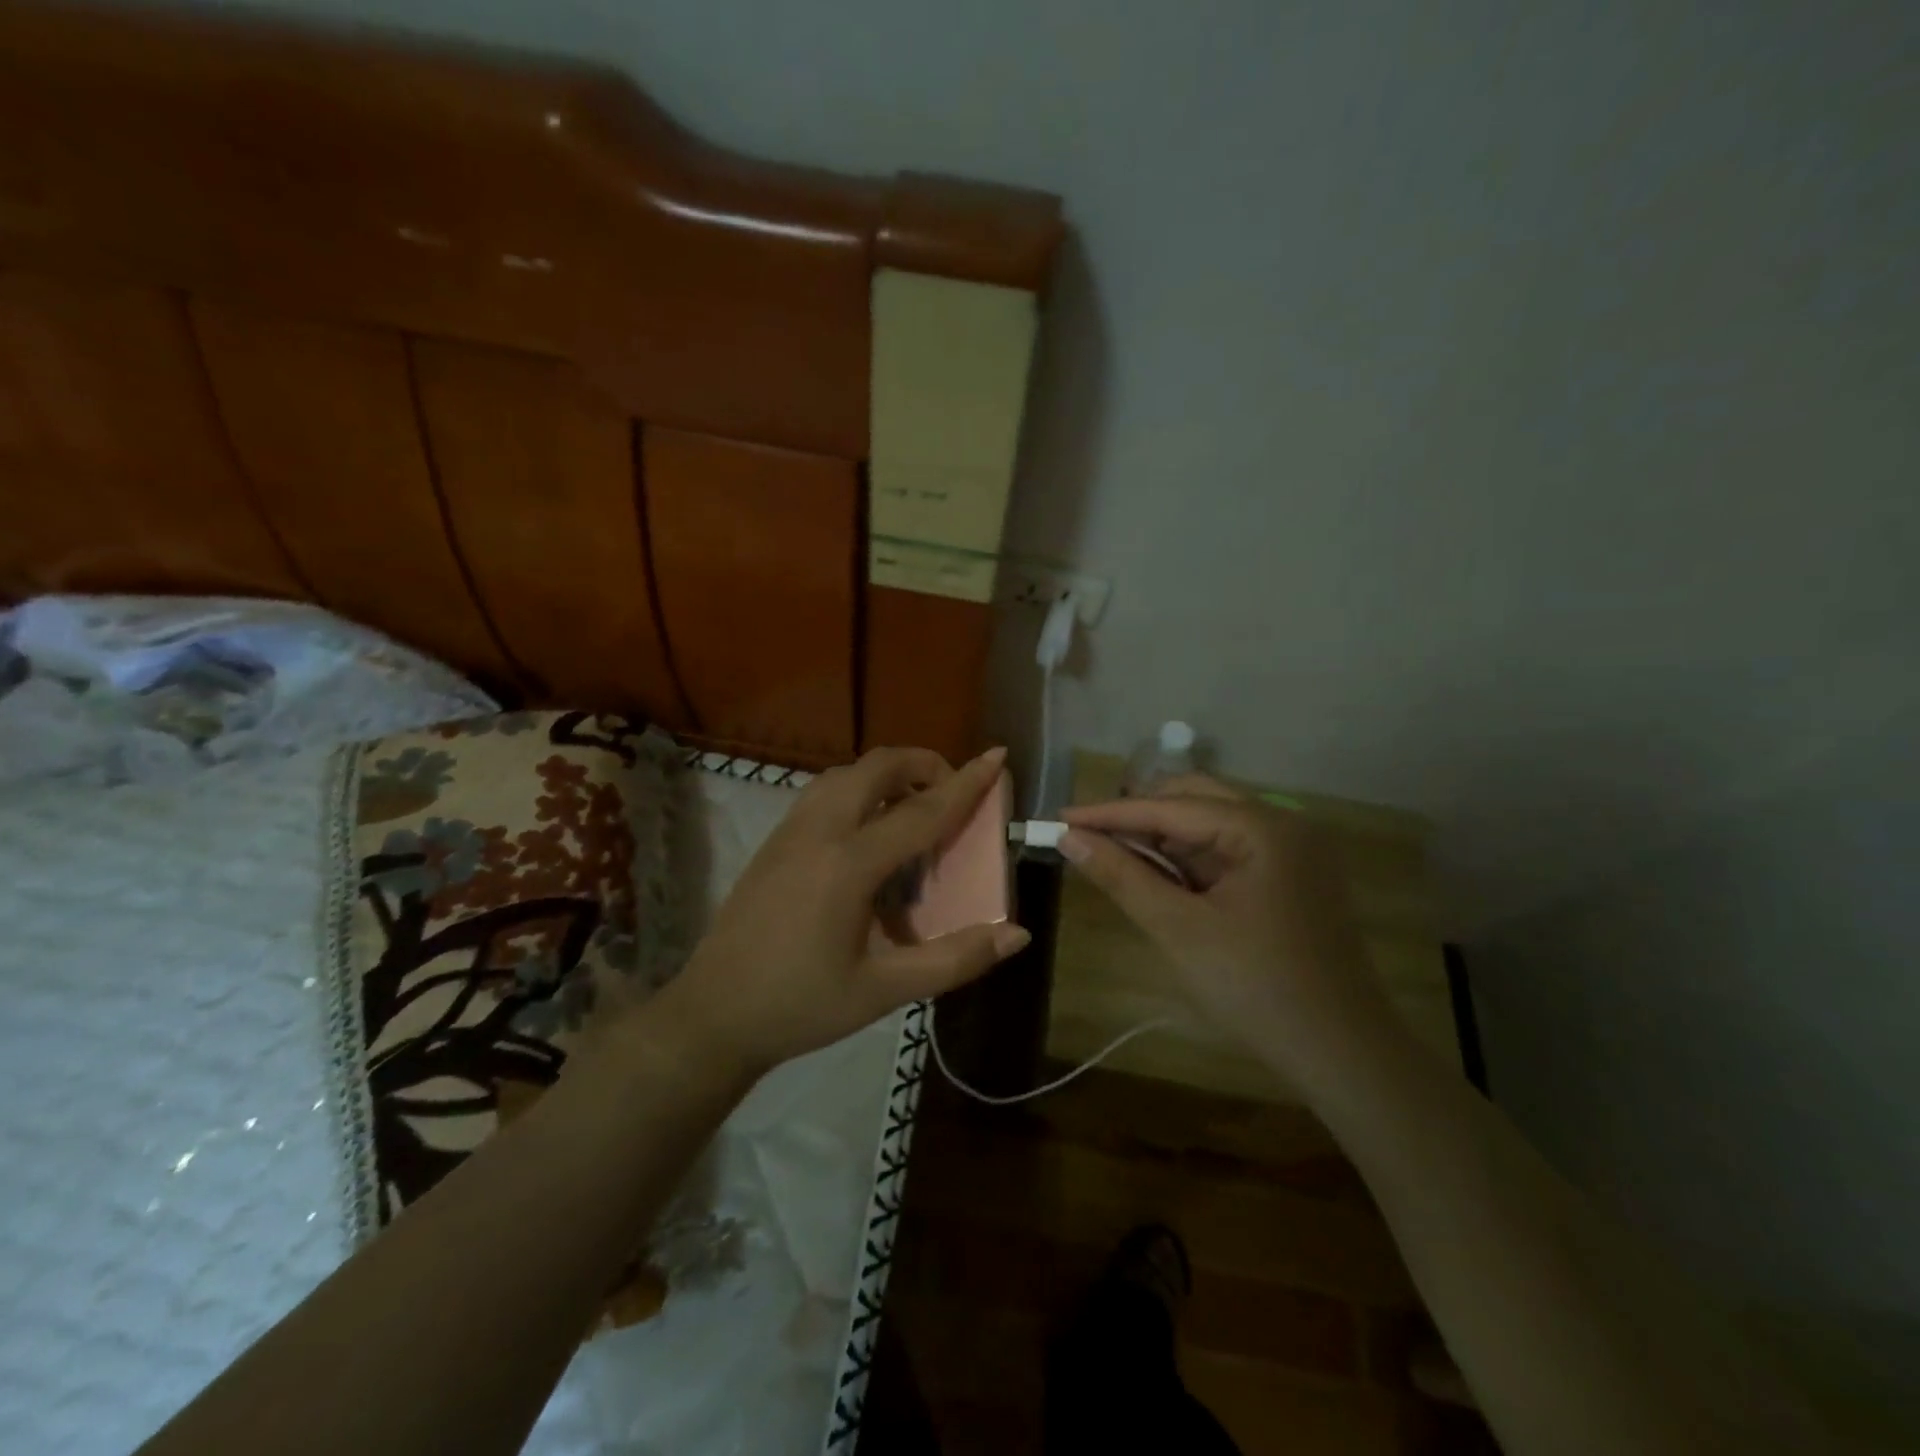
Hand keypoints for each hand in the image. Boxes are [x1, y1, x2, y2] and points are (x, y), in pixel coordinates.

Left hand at [652, 746, 1029, 1075]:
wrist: (713, 1015)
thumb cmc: (802, 1006)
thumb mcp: (883, 991)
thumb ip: (953, 960)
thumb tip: (1017, 934)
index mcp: (849, 864)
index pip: (921, 811)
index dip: (966, 784)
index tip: (997, 756)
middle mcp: (819, 831)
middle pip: (878, 767)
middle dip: (923, 764)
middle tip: (952, 793)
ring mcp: (789, 830)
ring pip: (845, 772)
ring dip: (888, 774)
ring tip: (914, 807)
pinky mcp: (774, 840)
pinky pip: (824, 791)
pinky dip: (859, 788)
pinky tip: (868, 829)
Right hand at [1060, 776, 1383, 1058]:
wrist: (1344, 1056)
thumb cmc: (1257, 989)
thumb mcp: (1179, 929)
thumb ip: (1122, 876)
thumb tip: (1069, 838)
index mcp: (1264, 828)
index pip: (1171, 807)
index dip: (1110, 813)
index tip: (1060, 817)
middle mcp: (1284, 823)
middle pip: (1194, 800)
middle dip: (1138, 817)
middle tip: (1087, 837)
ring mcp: (1293, 850)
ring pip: (1211, 824)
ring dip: (1163, 839)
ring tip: (1114, 856)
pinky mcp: (1293, 876)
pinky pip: (1229, 851)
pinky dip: (1190, 861)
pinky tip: (1160, 878)